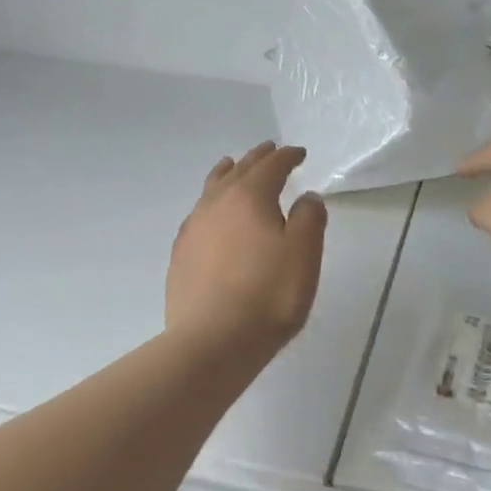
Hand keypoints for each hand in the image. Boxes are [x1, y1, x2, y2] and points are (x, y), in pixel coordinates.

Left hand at [167, 142, 328, 351]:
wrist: (213, 341)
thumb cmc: (268, 294)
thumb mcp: (304, 254)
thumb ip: (309, 218)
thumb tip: (307, 197)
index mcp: (249, 196)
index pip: (271, 166)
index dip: (287, 157)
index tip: (299, 153)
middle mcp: (217, 203)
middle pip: (239, 170)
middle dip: (257, 158)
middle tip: (270, 149)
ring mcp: (194, 227)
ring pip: (212, 187)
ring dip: (227, 174)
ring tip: (232, 166)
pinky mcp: (181, 253)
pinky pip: (198, 213)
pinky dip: (211, 203)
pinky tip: (212, 216)